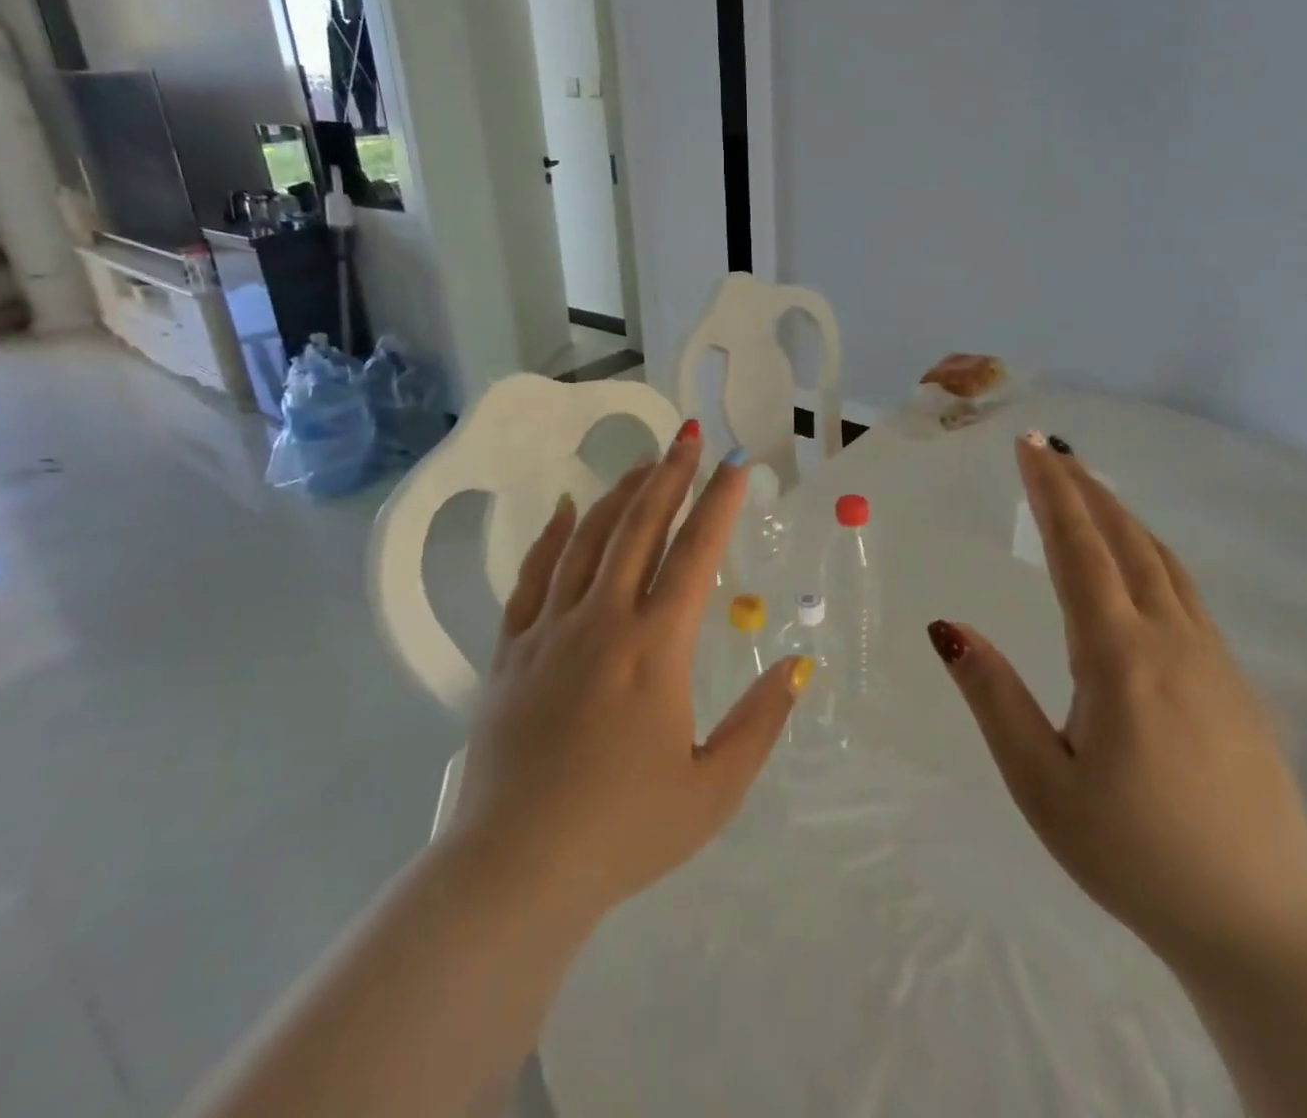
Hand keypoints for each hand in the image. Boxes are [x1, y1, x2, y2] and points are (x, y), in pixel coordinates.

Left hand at [445, 425, 810, 927]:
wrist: (515, 870)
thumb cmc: (624, 832)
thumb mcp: (713, 789)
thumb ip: (761, 721)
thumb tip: (796, 664)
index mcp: (656, 648)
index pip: (695, 553)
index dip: (720, 503)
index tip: (736, 464)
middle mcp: (603, 620)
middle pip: (640, 527)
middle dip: (670, 476)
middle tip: (689, 436)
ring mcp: (550, 630)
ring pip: (587, 539)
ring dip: (619, 494)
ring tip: (644, 463)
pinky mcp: (511, 650)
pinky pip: (533, 576)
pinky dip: (552, 535)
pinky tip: (565, 508)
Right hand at [926, 432, 1306, 974]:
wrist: (1267, 924)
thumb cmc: (1137, 856)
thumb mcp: (1043, 785)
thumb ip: (994, 698)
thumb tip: (947, 627)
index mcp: (1120, 658)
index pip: (1079, 551)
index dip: (1051, 492)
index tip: (1028, 445)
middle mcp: (1171, 640)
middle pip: (1124, 540)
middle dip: (1082, 487)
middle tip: (1046, 448)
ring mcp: (1211, 658)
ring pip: (1161, 560)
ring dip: (1118, 513)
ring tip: (1085, 486)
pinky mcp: (1232, 680)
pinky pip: (1183, 589)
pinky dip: (1148, 550)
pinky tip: (1137, 558)